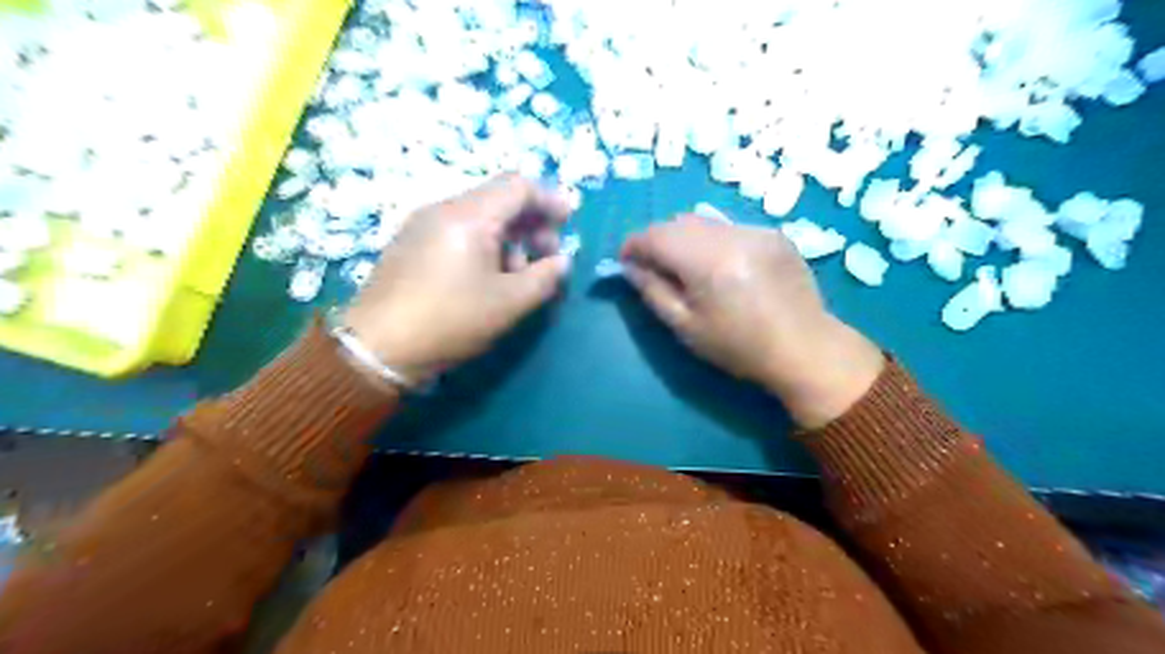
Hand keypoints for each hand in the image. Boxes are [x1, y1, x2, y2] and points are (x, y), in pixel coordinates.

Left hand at [342, 176, 573, 386]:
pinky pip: (457, 229)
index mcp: (469, 215)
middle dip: (531, 222)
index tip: (569, 223)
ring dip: (509, 236)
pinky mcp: (411, 243)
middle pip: (498, 198)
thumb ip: (545, 277)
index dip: (549, 200)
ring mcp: (422, 224)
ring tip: (518, 274)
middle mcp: (443, 208)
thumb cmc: (451, 321)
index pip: (518, 186)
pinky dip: (484, 243)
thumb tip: (562, 261)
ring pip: (479, 215)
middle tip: (547, 256)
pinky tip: (487, 276)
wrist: (378, 348)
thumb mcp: (509, 303)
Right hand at [619, 214, 882, 427]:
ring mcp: (756, 230)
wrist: (805, 348)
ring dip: (684, 238)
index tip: (625, 262)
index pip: (655, 236)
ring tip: (686, 267)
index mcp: (707, 261)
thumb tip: (630, 267)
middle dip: (657, 240)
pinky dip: (713, 240)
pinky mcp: (773, 233)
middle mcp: (731, 235)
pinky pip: (729, 227)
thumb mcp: (686, 327)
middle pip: (678, 222)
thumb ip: (652, 292)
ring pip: (704, 221)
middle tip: (652, 267)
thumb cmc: (739, 347)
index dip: (633, 245)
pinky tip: (720, 266)